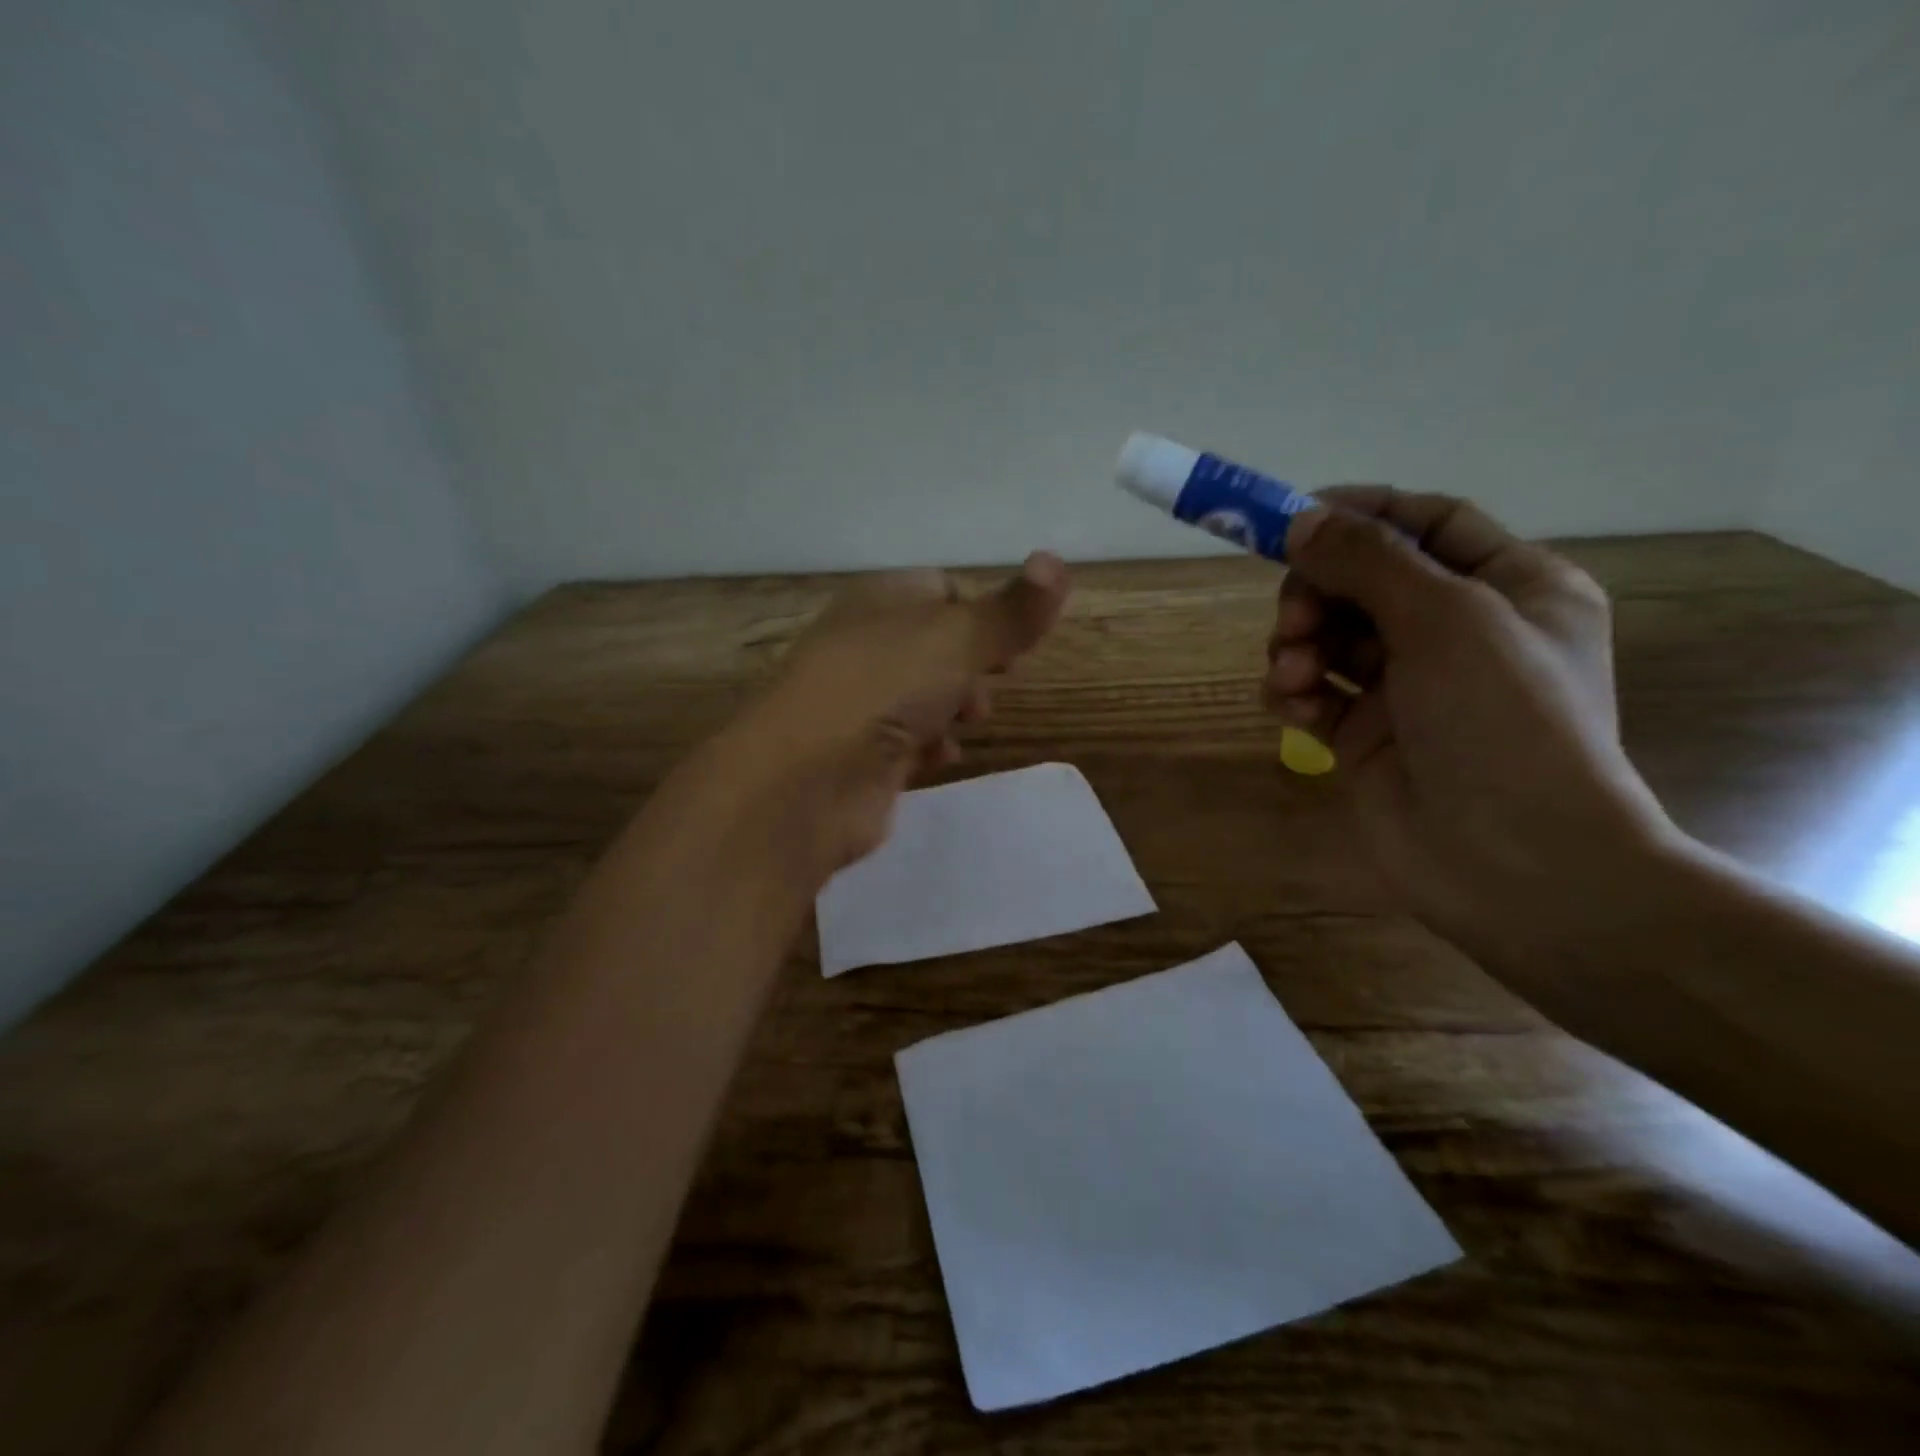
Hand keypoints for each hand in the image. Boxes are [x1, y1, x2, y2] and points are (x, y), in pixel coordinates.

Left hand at [727, 552, 1068, 879]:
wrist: (805, 781)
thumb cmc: (883, 690)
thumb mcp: (959, 639)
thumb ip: (1011, 610)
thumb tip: (1057, 559)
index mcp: (880, 601)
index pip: (941, 589)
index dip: (983, 613)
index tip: (1013, 643)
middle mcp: (863, 645)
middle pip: (933, 646)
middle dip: (972, 666)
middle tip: (994, 684)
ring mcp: (856, 702)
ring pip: (919, 694)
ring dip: (952, 707)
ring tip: (969, 723)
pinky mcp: (855, 755)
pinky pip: (903, 741)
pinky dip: (928, 747)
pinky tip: (941, 758)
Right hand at [1263, 490, 1678, 993]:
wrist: (1515, 864)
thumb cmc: (1503, 722)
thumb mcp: (1445, 619)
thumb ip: (1368, 560)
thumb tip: (1300, 519)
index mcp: (1510, 586)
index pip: (1426, 522)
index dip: (1360, 513)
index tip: (1291, 519)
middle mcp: (1459, 631)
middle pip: (1364, 580)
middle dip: (1317, 592)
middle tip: (1294, 618)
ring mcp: (1409, 687)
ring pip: (1330, 636)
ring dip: (1298, 645)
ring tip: (1293, 675)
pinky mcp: (1366, 734)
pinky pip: (1316, 691)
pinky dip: (1296, 692)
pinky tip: (1295, 708)